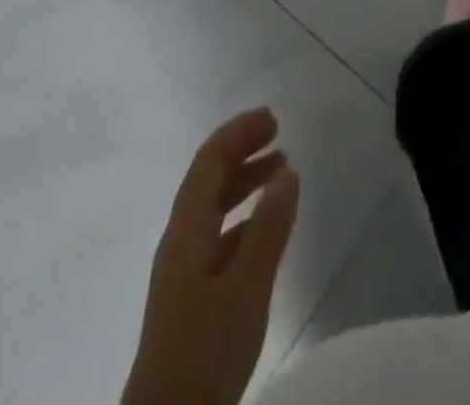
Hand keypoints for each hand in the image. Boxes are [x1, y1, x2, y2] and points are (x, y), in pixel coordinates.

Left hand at [123, 108, 299, 404]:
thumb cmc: (205, 351)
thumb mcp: (245, 288)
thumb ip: (268, 228)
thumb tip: (288, 169)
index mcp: (185, 231)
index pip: (208, 162)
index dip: (238, 133)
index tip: (272, 117)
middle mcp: (181, 241)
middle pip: (209, 180)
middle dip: (243, 151)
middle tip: (280, 135)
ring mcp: (184, 272)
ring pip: (215, 209)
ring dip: (246, 184)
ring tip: (282, 173)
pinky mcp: (192, 299)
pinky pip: (220, 237)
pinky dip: (246, 219)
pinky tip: (268, 229)